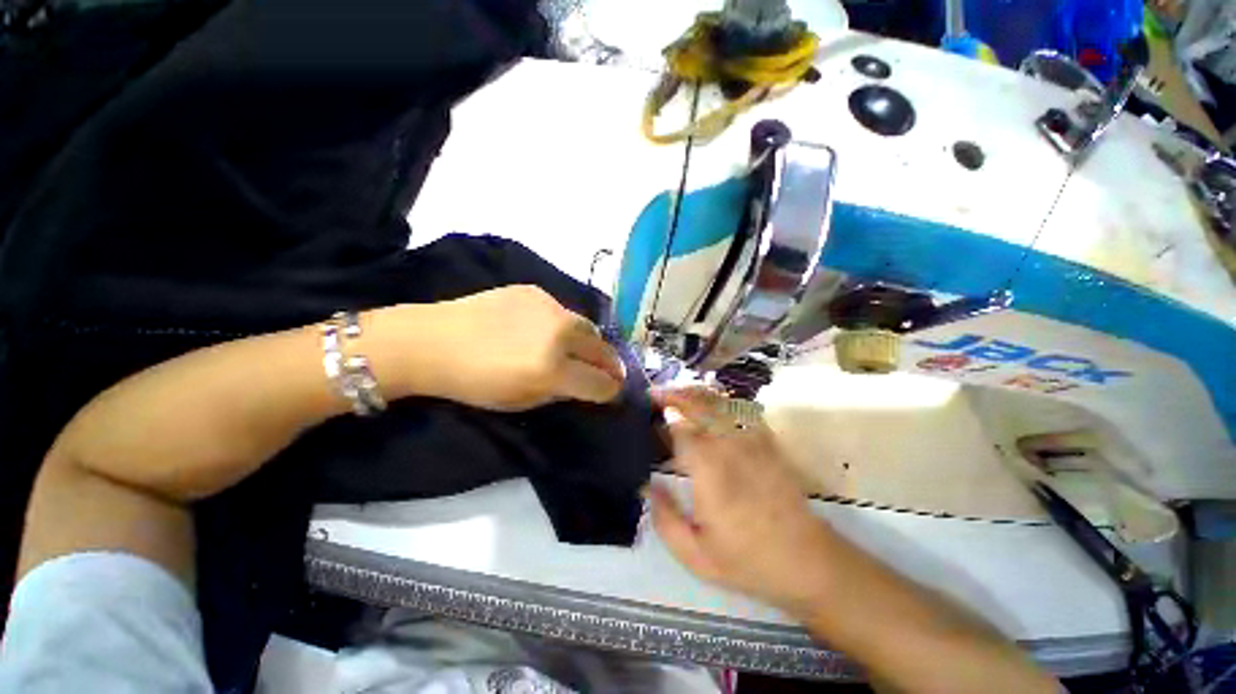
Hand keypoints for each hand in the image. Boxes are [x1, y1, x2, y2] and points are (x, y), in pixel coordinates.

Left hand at [400, 285, 625, 410]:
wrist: (432, 341)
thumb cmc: (474, 383)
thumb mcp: (522, 401)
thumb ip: (561, 392)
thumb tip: (585, 384)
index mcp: (553, 369)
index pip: (601, 382)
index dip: (611, 390)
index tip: (611, 392)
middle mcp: (559, 334)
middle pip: (603, 349)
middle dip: (610, 364)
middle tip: (607, 371)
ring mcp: (549, 307)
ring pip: (587, 325)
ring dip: (589, 341)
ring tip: (578, 348)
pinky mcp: (535, 291)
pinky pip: (562, 310)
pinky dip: (562, 324)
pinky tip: (544, 329)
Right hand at [648, 387, 842, 613]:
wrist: (806, 560)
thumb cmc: (746, 559)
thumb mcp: (695, 554)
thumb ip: (664, 518)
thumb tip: (647, 485)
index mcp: (708, 469)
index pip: (681, 426)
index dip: (665, 411)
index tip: (649, 404)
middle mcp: (729, 446)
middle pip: (699, 406)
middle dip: (676, 394)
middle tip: (657, 393)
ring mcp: (752, 441)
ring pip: (719, 404)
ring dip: (696, 394)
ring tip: (678, 393)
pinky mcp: (767, 443)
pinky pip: (741, 411)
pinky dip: (721, 402)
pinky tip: (711, 404)